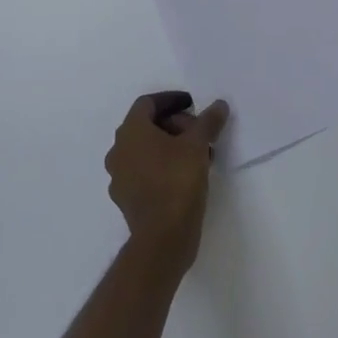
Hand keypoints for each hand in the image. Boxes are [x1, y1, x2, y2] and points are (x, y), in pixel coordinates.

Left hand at [105, 92, 228, 269]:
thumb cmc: (177, 181)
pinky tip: (185, 176)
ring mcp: (119, 176)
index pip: (147, 103)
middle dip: (175, 124)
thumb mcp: (198, 146)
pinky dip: (163, 166)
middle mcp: (118, 150)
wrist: (163, 237)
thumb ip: (208, 121)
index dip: (171, 100)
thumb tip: (219, 105)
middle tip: (199, 132)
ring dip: (170, 147)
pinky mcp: (126, 198)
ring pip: (146, 150)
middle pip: (147, 126)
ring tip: (198, 155)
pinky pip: (144, 172)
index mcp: (131, 131)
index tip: (192, 105)